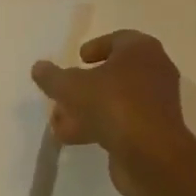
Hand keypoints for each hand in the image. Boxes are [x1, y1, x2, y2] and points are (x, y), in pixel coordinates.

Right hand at [31, 30, 192, 195]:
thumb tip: (38, 67)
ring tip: (58, 123)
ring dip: (87, 109)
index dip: (96, 47)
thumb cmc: (115, 104)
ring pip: (116, 100)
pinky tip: (72, 138)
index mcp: (141, 49)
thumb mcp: (73, 87)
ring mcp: (157, 103)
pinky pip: (123, 122)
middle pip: (114, 73)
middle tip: (64, 93)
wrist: (152, 155)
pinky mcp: (154, 132)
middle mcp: (154, 70)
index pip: (118, 40)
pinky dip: (99, 126)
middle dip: (85, 85)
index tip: (78, 59)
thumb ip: (53, 77)